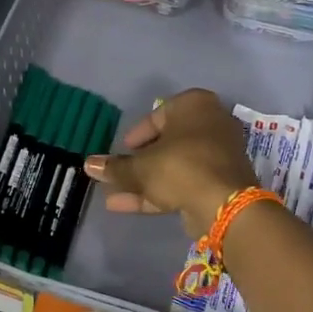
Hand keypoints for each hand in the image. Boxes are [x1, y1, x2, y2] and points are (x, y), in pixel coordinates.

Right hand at [83, 88, 257, 238]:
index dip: (136, 135)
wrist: (224, 204)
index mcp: (194, 105)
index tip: (121, 150)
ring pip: (173, 166)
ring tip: (112, 194)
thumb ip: (114, 166)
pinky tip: (124, 206)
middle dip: (139, 162)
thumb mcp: (140, 166)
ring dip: (143, 181)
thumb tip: (88, 164)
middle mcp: (210, 124)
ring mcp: (217, 156)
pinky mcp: (219, 183)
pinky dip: (157, 192)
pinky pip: (183, 182)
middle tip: (118, 173)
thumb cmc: (180, 167)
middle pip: (166, 143)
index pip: (158, 115)